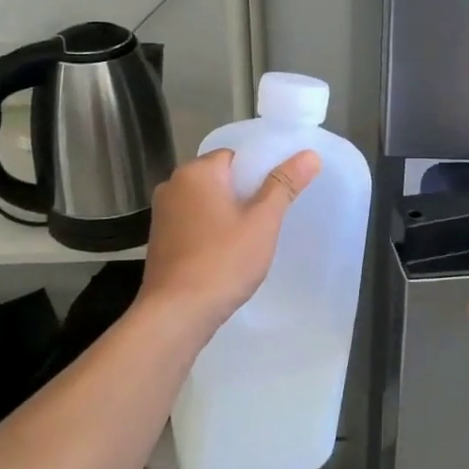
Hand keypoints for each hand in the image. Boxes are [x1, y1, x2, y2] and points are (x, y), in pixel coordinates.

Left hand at [140, 148, 320, 330]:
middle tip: (269, 220)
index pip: (235, 156)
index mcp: (196, 172)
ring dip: (228, 215)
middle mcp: (172, 185)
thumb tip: (309, 155)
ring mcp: (162, 214)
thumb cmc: (223, 261)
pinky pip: (194, 224)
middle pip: (220, 178)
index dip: (259, 173)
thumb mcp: (262, 222)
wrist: (176, 314)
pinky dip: (211, 232)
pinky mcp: (159, 240)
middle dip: (245, 195)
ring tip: (252, 240)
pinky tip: (226, 255)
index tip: (277, 197)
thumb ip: (284, 184)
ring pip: (207, 203)